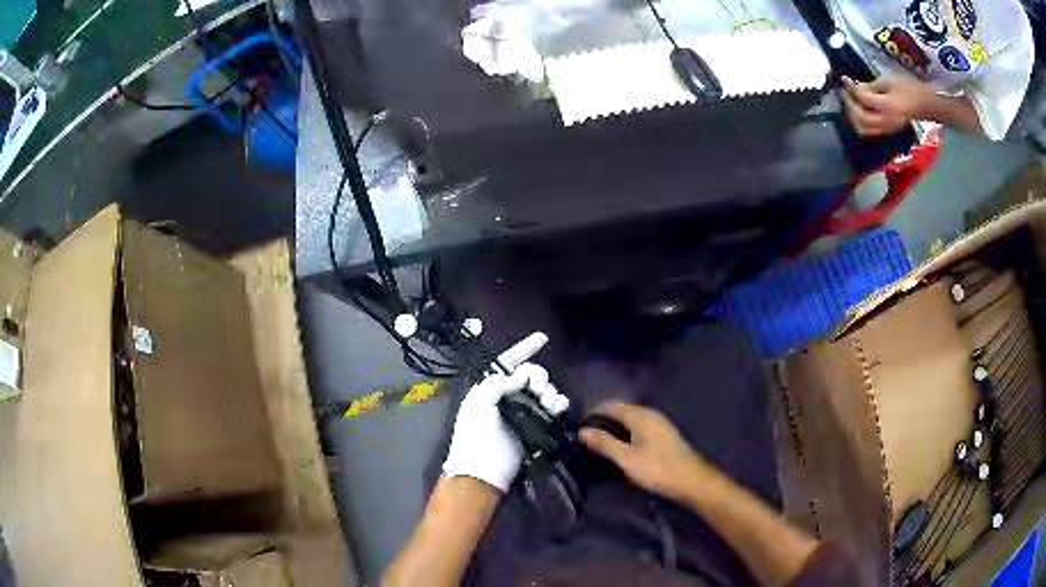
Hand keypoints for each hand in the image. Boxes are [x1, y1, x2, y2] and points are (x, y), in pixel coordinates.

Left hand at [442, 332, 569, 491]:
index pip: (508, 361)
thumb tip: (523, 374)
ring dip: (549, 392)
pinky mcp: (537, 425)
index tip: (542, 338)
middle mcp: (509, 395)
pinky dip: (559, 404)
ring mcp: (524, 411)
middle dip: (539, 377)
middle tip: (537, 391)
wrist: (484, 469)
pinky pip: (554, 407)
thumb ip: (499, 382)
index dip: (524, 348)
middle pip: (532, 374)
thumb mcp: (479, 402)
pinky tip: (557, 409)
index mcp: (491, 386)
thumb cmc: (476, 434)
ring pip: (545, 390)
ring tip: (547, 406)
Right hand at [579, 401, 706, 501]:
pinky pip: (638, 428)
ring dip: (614, 429)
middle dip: (603, 421)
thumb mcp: (626, 459)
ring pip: (630, 420)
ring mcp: (658, 424)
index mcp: (639, 415)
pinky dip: (626, 434)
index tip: (578, 427)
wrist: (691, 480)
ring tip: (600, 445)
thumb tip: (582, 431)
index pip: (610, 405)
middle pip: (620, 411)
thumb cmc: (657, 468)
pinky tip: (622, 449)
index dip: (592, 413)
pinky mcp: (663, 435)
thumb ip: (604, 443)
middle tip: (586, 438)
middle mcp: (649, 414)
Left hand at [841, 76, 933, 135]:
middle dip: (850, 105)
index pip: (863, 100)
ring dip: (853, 116)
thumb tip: (856, 87)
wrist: (924, 104)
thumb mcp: (889, 80)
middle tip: (845, 92)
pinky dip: (860, 122)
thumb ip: (872, 86)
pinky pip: (870, 131)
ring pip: (864, 129)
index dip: (851, 89)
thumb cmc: (908, 87)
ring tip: (851, 101)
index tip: (844, 79)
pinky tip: (859, 109)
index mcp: (887, 107)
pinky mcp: (888, 131)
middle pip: (861, 118)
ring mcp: (888, 129)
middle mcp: (886, 122)